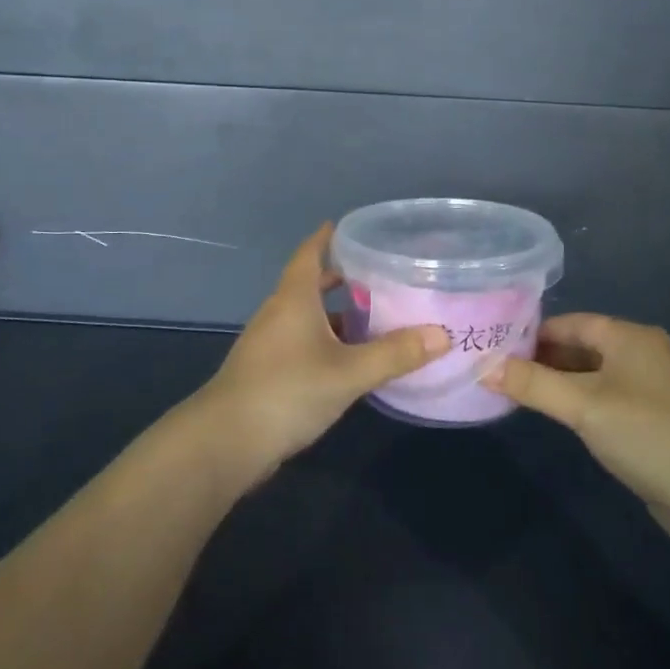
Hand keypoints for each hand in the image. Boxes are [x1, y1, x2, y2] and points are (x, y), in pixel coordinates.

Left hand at [195, 224, 449, 479]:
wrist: (226, 441)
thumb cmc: (287, 390)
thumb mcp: (348, 372)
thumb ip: (395, 354)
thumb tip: (442, 334)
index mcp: (294, 298)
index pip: (309, 253)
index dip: (327, 238)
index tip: (349, 227)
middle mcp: (279, 313)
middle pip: (311, 284)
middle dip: (342, 278)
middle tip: (380, 275)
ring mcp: (270, 344)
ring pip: (308, 317)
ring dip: (337, 314)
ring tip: (376, 317)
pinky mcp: (269, 371)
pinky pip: (304, 343)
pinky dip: (329, 342)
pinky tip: (353, 360)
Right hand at [486, 314, 669, 526]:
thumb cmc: (646, 433)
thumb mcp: (582, 405)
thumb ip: (532, 384)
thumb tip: (482, 368)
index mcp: (629, 337)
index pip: (569, 322)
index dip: (532, 333)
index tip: (495, 348)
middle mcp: (641, 353)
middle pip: (580, 346)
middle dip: (541, 358)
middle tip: (498, 372)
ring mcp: (649, 387)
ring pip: (591, 374)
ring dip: (558, 382)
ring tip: (517, 393)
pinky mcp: (652, 419)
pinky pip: (604, 398)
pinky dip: (578, 402)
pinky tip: (557, 416)